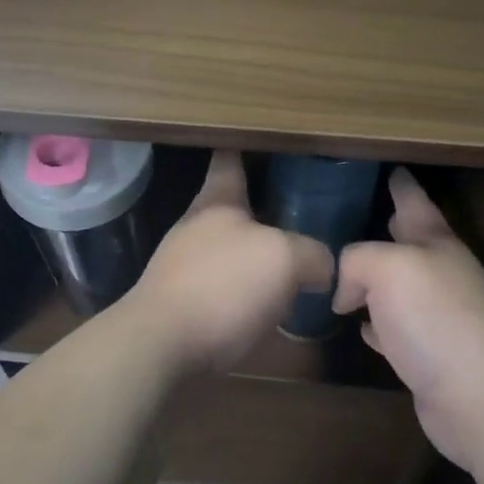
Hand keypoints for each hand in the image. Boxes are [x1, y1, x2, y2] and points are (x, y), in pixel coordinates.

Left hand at [124, 151, 333, 374]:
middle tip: (295, 207)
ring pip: (226, 248)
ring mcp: (183, 266)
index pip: (229, 161)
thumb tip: (322, 268)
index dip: (242, 147)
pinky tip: (266, 306)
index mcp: (216, 201)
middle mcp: (196, 227)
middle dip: (257, 207)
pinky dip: (243, 290)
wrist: (161, 345)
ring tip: (289, 262)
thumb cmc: (222, 285)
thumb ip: (310, 254)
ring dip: (252, 253)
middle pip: (229, 207)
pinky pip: (222, 286)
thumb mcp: (283, 259)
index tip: (254, 137)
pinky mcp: (181, 304)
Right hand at [333, 168, 483, 466]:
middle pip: (408, 244)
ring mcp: (438, 317)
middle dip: (386, 229)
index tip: (393, 168)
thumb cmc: (436, 318)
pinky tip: (360, 327)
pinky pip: (394, 329)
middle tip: (356, 216)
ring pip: (398, 288)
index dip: (401, 185)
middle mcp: (440, 275)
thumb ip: (356, 261)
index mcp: (435, 243)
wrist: (481, 397)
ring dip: (375, 281)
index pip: (414, 202)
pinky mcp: (429, 356)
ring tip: (345, 274)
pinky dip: (377, 325)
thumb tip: (346, 294)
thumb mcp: (387, 268)